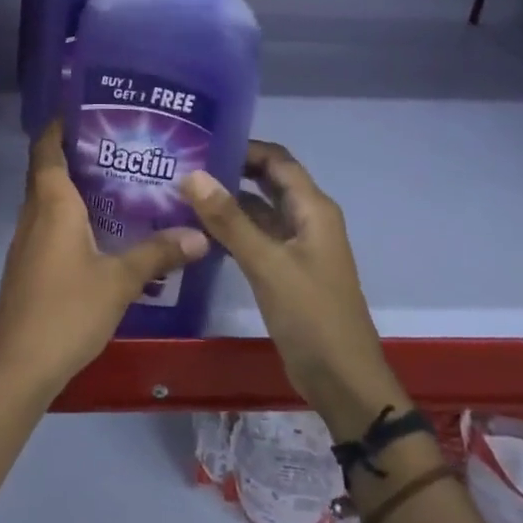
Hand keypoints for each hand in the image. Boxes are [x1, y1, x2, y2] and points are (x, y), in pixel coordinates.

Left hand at [0, 122, 206, 398]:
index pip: (46, 149)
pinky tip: (100, 229)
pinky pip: (48, 223)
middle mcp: (34, 214)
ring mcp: (27, 241)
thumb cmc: (68, 310)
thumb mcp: (120, 281)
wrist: (21, 363)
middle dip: (74, 152)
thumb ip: (158, 253)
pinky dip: (69, 214)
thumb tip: (200, 234)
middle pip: (46, 170)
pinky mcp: (28, 264)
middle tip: (117, 144)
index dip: (59, 126)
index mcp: (52, 205)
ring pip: (47, 199)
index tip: (85, 110)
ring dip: (73, 185)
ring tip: (116, 180)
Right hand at [179, 141, 405, 438]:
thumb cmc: (312, 316)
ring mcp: (295, 247)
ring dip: (226, 200)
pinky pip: (254, 237)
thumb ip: (229, 219)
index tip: (199, 141)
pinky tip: (196, 230)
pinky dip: (230, 229)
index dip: (242, 145)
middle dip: (230, 169)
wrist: (342, 380)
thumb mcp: (267, 264)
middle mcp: (306, 220)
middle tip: (183, 163)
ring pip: (258, 210)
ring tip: (180, 191)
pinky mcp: (284, 270)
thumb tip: (191, 174)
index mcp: (313, 209)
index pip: (276, 160)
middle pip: (267, 181)